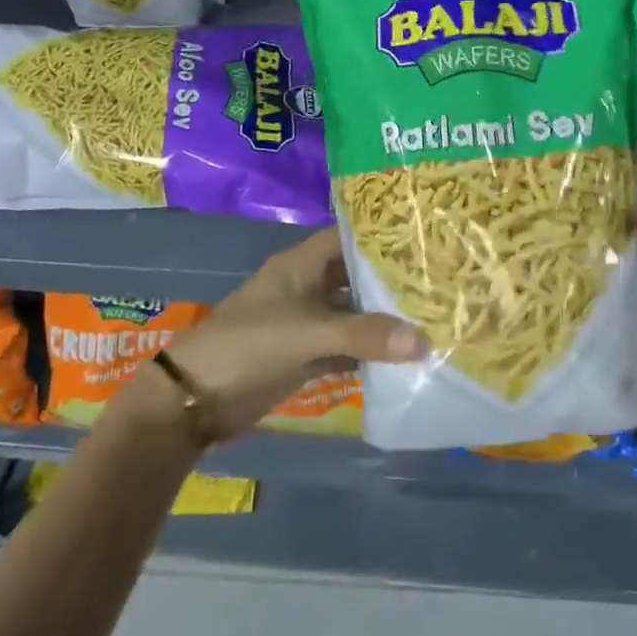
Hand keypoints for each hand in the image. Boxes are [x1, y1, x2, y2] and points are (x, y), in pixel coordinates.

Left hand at [155, 229, 424, 438]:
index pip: (350, 237)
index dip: (384, 235)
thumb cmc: (246, 345)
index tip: (425, 238)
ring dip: (386, 318)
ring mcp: (308, 323)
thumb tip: (424, 341)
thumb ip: (363, 335)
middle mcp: (308, 287)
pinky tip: (408, 356)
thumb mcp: (306, 333)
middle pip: (357, 276)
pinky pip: (348, 347)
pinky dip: (372, 352)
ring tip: (436, 316)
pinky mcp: (307, 355)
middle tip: (441, 280)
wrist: (195, 400)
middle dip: (393, 280)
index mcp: (302, 264)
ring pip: (355, 313)